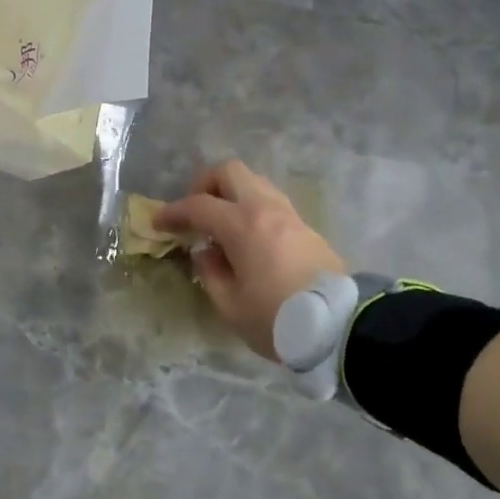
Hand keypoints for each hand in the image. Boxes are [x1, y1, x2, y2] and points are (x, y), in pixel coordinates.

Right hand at [154, 159, 345, 359]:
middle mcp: (265, 209)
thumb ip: (210, 273)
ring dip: (231, 195)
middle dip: (205, 185)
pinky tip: (247, 237)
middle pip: (230, 172)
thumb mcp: (230, 305)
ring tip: (221, 226)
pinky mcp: (306, 227)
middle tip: (195, 213)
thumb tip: (205, 252)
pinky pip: (271, 201)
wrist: (340, 326)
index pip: (198, 205)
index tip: (158, 223)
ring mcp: (289, 214)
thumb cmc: (277, 319)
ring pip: (254, 182)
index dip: (173, 212)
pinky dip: (251, 208)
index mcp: (242, 225)